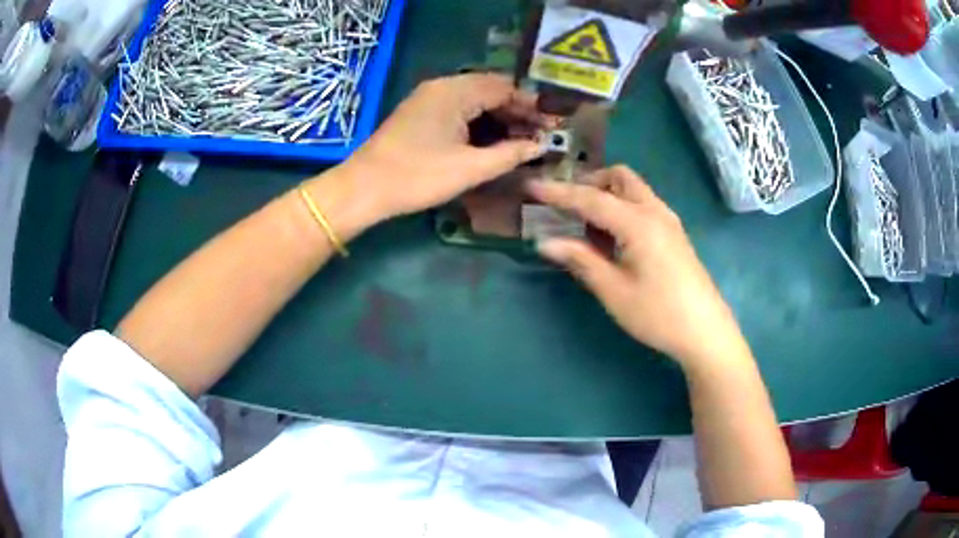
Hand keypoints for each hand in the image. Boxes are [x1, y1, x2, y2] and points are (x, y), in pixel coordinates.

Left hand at [339, 73, 547, 221]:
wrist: (363, 189)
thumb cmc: (418, 176)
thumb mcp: (470, 168)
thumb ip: (510, 154)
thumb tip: (540, 146)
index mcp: (455, 91)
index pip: (505, 87)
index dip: (532, 105)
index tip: (552, 124)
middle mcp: (442, 86)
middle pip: (490, 90)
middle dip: (517, 110)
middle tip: (541, 134)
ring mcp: (428, 98)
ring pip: (474, 99)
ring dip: (499, 116)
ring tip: (522, 139)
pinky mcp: (420, 113)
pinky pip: (458, 108)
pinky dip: (479, 121)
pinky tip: (492, 139)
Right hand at [526, 166, 747, 368]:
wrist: (705, 331)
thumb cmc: (658, 314)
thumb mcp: (614, 291)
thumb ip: (581, 260)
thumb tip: (544, 242)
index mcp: (638, 223)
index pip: (590, 198)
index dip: (558, 193)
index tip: (531, 186)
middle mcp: (654, 211)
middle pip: (619, 177)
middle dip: (589, 182)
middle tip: (566, 205)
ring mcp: (668, 220)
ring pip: (633, 189)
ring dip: (606, 194)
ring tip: (585, 223)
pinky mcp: (673, 233)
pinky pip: (642, 204)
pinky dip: (621, 206)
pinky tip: (612, 236)